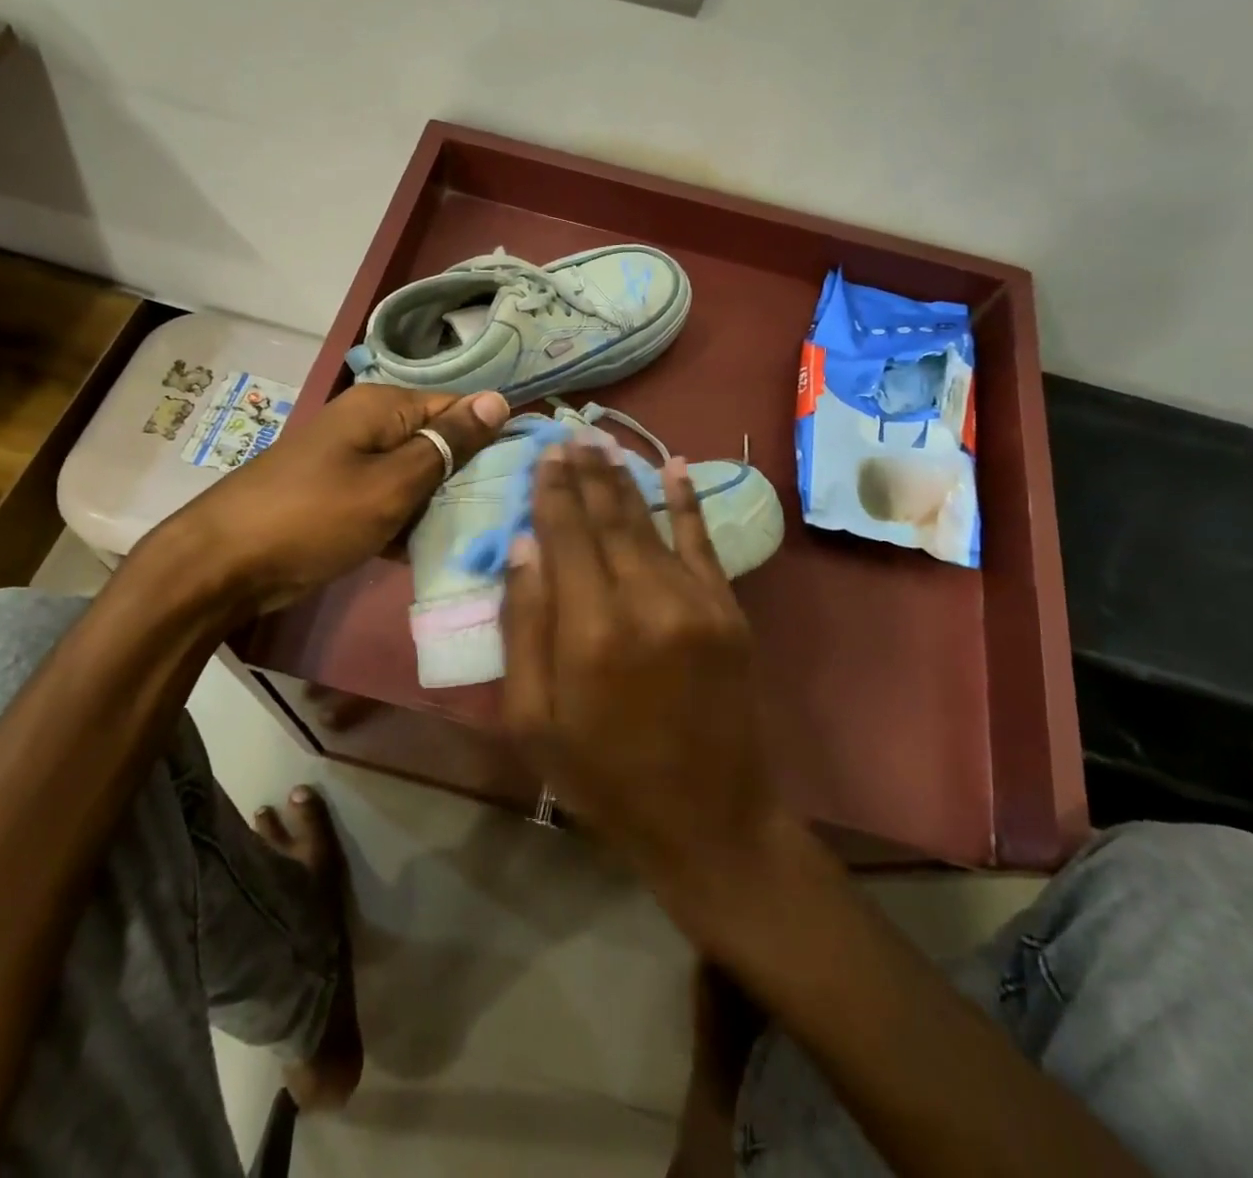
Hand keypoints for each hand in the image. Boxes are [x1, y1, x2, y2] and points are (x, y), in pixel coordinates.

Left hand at [152, 384, 508, 612]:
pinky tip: (431, 550)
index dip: (495, 438)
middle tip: (506, 515)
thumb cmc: (315, 517)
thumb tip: (498, 399)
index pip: (461, 408)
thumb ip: (447, 444)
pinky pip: (390, 500)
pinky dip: (408, 522)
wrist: (224, 564)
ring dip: (441, 504)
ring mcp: (352, 461)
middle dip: (469, 477)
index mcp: (384, 406)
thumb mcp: (392, 483)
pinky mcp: (341, 495)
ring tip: (479, 536)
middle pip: (439, 442)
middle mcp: (370, 424)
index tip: (527, 477)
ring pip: (417, 476)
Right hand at [500, 444, 783, 900]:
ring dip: (626, 478)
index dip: (553, 492)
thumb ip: (523, 628)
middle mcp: (645, 601)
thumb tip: (524, 547)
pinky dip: (688, 501)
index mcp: (589, 631)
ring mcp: (696, 601)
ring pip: (651, 522)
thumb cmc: (604, 776)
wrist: (708, 820)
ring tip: (604, 442)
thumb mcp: (533, 721)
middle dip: (587, 472)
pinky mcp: (729, 611)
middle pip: (609, 518)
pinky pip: (703, 542)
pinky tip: (676, 466)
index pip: (566, 536)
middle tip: (571, 433)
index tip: (544, 455)